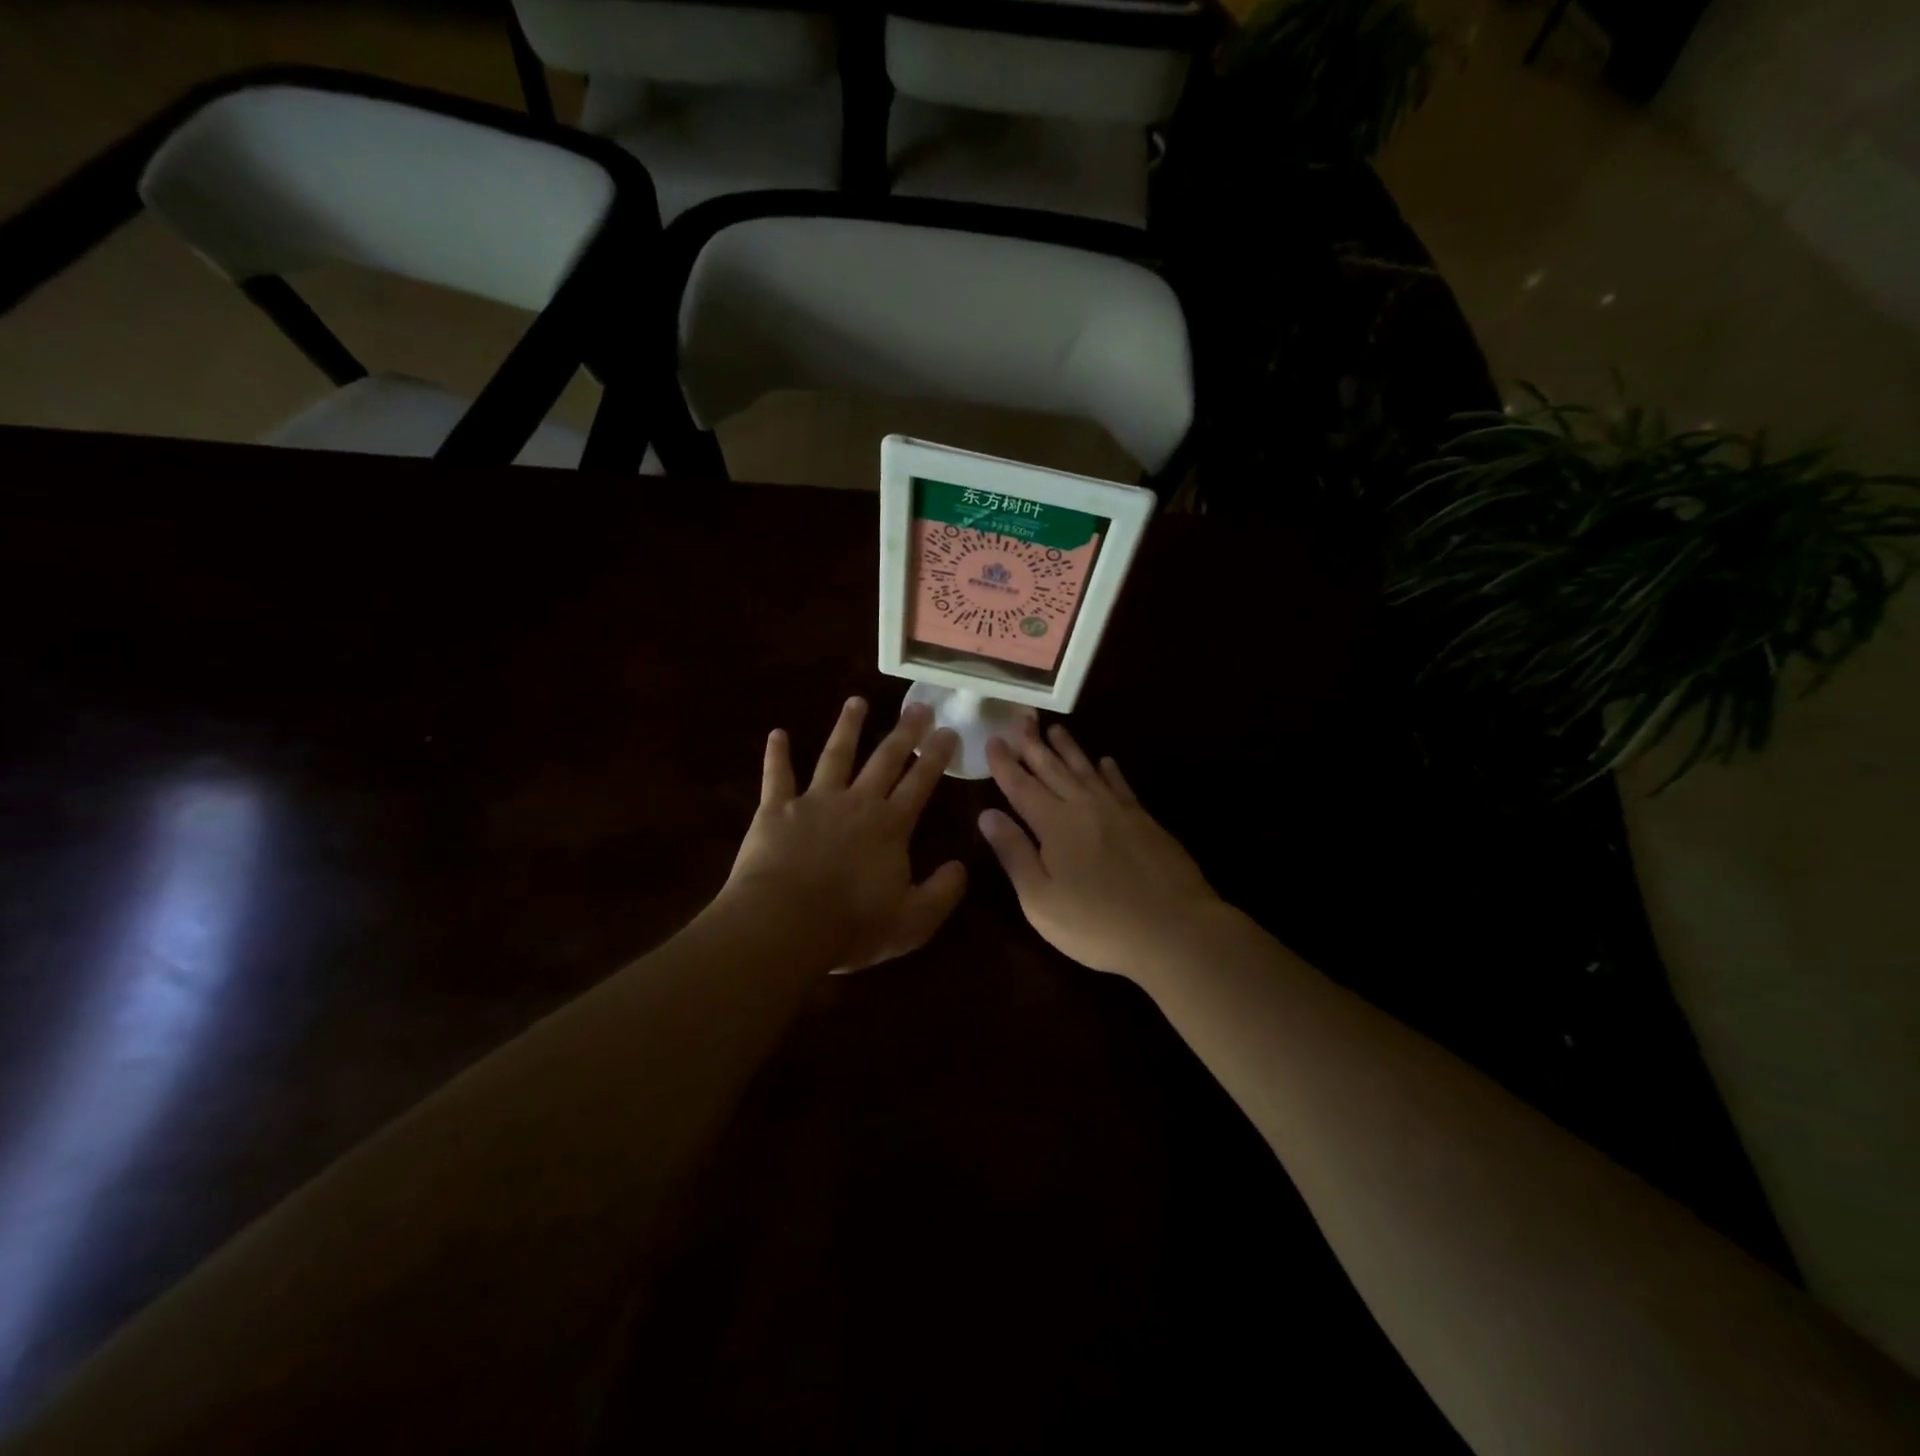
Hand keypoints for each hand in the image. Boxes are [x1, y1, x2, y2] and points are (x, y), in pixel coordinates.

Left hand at [723, 697, 967, 970]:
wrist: (784, 924)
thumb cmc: (852, 926)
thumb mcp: (913, 921)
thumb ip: (942, 893)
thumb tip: (962, 866)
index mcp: (890, 826)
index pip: (920, 782)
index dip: (936, 756)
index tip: (948, 730)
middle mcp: (857, 802)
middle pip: (884, 759)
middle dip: (903, 732)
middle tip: (917, 705)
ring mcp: (815, 801)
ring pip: (835, 755)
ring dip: (847, 727)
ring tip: (856, 702)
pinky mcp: (776, 810)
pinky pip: (777, 776)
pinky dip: (777, 754)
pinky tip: (777, 733)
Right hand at [978, 722, 1222, 980]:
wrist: (1174, 930)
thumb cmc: (1097, 924)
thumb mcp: (1040, 900)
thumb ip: (1014, 854)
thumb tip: (987, 815)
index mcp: (1054, 825)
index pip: (1021, 786)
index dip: (1005, 763)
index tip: (993, 739)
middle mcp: (1084, 807)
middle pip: (1053, 769)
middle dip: (1034, 744)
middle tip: (1022, 718)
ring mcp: (1118, 811)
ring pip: (1086, 770)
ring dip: (1069, 749)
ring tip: (1055, 729)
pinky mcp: (1145, 821)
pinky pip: (1121, 785)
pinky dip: (1110, 771)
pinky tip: (1106, 761)